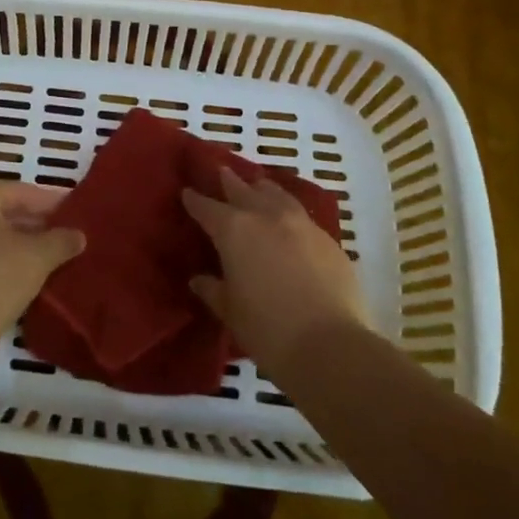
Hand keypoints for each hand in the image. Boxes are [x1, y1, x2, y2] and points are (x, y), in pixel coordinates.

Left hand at [0, 182, 84, 348]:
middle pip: (1, 212)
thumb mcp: (39, 256)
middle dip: (33, 221)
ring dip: (19, 242)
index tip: (71, 210)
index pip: (17, 191)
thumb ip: (61, 240)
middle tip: (63, 231)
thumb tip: (78, 235)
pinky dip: (2, 260)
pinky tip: (24, 274)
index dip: (47, 200)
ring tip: (49, 253)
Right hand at [182, 168, 373, 378]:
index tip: (186, 192)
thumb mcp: (229, 311)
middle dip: (229, 181)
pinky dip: (289, 214)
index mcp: (234, 229)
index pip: (207, 207)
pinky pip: (302, 216)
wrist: (331, 347)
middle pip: (243, 189)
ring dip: (263, 189)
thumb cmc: (267, 329)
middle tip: (221, 171)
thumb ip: (213, 289)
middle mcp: (266, 216)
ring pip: (277, 194)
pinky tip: (290, 224)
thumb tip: (199, 280)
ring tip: (257, 187)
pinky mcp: (329, 240)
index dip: (194, 200)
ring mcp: (302, 224)